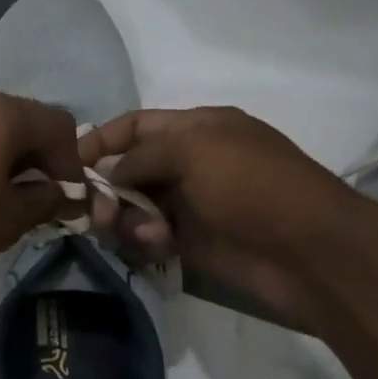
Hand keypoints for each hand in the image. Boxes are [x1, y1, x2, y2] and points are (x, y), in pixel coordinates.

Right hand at [80, 106, 364, 331]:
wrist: (309, 252)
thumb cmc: (253, 186)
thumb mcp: (194, 150)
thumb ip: (140, 157)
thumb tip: (106, 178)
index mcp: (196, 129)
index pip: (134, 126)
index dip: (100, 140)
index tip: (68, 164)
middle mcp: (188, 162)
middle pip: (126, 169)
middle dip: (105, 188)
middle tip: (95, 212)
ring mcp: (188, 203)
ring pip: (131, 206)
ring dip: (125, 218)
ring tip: (141, 234)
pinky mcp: (189, 241)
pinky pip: (146, 236)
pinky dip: (143, 240)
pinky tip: (157, 246)